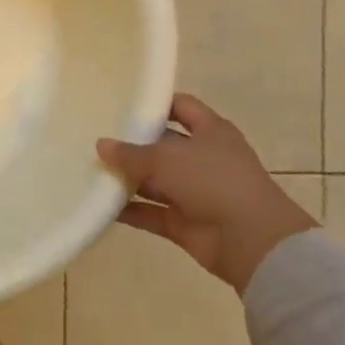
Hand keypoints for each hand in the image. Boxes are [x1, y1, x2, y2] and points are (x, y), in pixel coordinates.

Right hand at [96, 94, 316, 294]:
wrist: (253, 242)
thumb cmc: (213, 181)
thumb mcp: (166, 158)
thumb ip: (131, 153)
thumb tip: (101, 145)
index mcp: (211, 131)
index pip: (181, 106)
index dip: (155, 103)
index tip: (122, 101)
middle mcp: (204, 159)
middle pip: (163, 145)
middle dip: (133, 143)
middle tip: (97, 137)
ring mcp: (196, 193)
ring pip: (155, 181)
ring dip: (128, 179)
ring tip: (91, 170)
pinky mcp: (186, 223)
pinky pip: (152, 212)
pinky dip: (130, 211)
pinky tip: (101, 205)